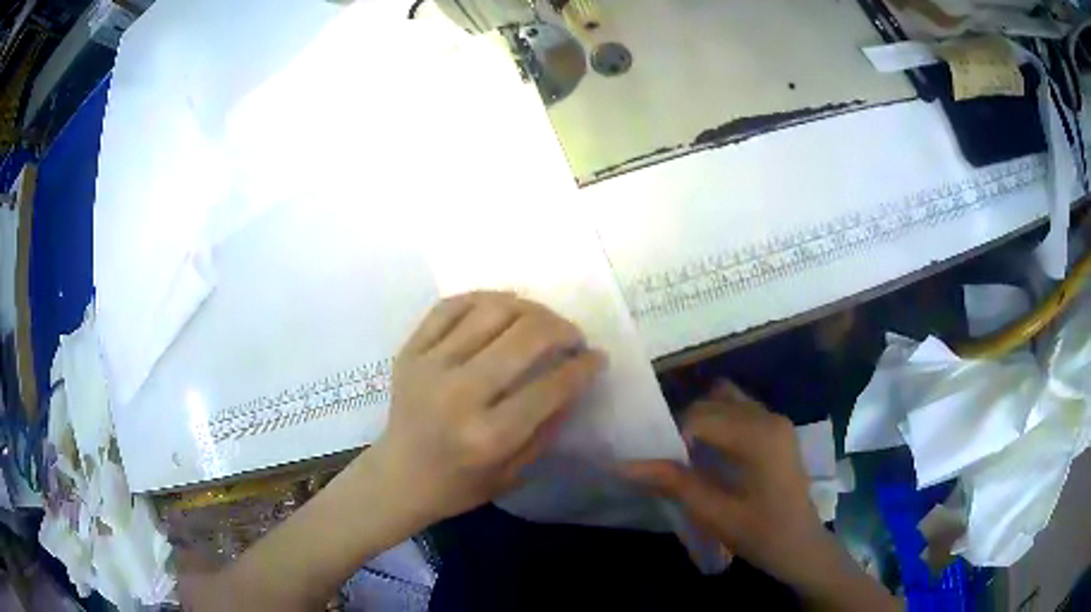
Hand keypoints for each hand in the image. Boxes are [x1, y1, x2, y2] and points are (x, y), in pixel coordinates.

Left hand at [371, 292, 604, 523]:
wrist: (397, 477)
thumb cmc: (459, 485)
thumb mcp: (514, 472)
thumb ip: (547, 427)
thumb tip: (575, 379)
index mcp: (488, 436)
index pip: (550, 386)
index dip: (584, 366)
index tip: (596, 357)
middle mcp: (459, 394)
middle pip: (525, 337)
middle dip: (562, 329)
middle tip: (572, 337)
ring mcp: (429, 366)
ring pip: (491, 311)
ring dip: (529, 308)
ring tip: (541, 321)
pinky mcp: (409, 351)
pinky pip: (450, 306)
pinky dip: (483, 298)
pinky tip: (502, 307)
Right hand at [625, 382, 827, 584]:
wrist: (800, 546)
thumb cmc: (760, 534)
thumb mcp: (713, 513)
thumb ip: (672, 483)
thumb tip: (625, 465)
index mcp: (757, 436)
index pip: (699, 416)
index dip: (671, 437)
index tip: (659, 465)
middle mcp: (768, 417)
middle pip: (712, 403)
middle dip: (685, 426)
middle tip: (669, 461)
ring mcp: (776, 420)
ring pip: (726, 400)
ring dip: (703, 421)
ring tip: (690, 455)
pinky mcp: (778, 429)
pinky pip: (740, 410)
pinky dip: (720, 422)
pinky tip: (712, 454)